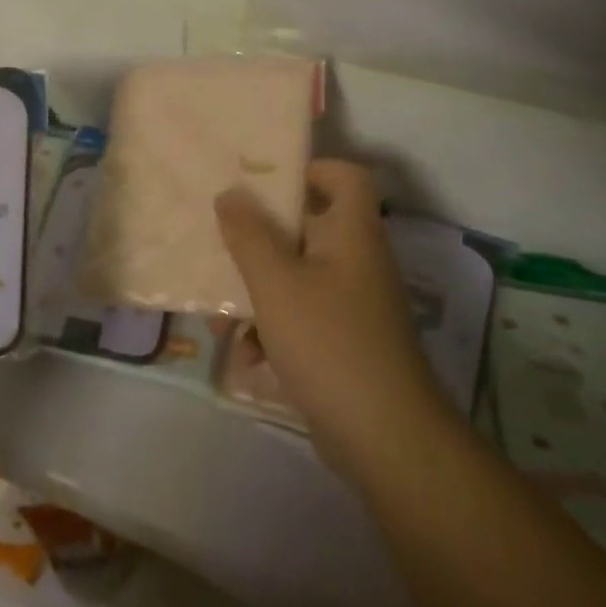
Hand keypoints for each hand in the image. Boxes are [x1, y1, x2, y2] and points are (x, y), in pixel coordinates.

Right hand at [215, 160, 445, 482]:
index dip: (310, 168)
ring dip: (256, 293)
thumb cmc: (327, 341)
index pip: (346, 176)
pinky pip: (301, 319)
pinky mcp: (345, 343)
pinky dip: (272, 331)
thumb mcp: (275, 282)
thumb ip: (248, 234)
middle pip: (308, 228)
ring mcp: (353, 306)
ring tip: (221, 318)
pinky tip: (246, 356)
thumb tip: (230, 194)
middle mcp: (357, 262)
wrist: (384, 438)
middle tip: (222, 243)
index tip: (263, 181)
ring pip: (297, 278)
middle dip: (259, 241)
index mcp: (351, 234)